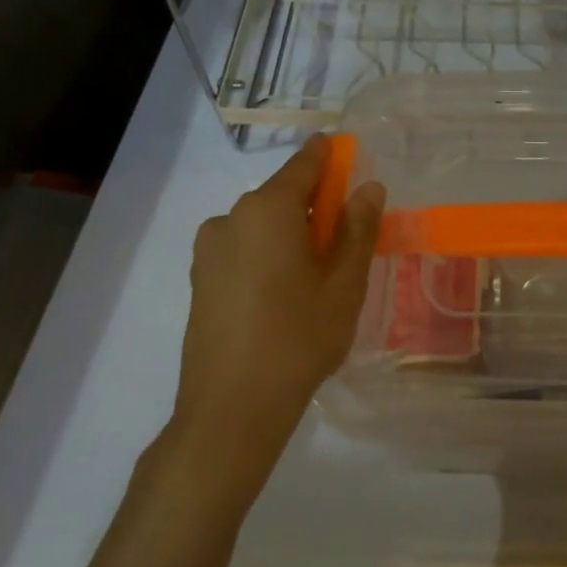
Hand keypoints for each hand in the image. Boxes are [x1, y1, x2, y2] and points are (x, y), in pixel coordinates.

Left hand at [161, 136, 384, 510]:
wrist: (231, 409)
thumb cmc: (299, 339)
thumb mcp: (344, 284)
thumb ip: (358, 229)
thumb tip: (368, 187)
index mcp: (269, 209)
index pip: (306, 164)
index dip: (331, 157)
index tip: (351, 159)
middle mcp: (232, 217)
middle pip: (283, 196)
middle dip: (316, 207)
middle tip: (345, 241)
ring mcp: (209, 249)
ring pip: (262, 225)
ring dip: (290, 235)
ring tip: (315, 280)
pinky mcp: (199, 279)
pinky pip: (242, 250)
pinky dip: (267, 256)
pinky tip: (282, 298)